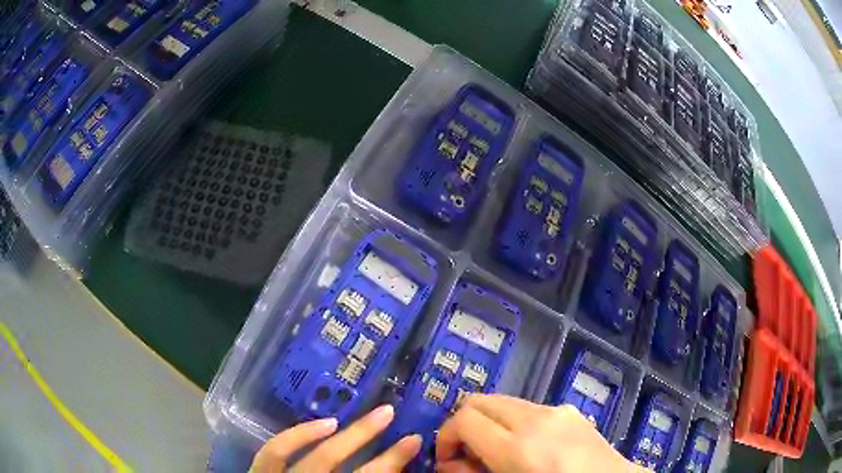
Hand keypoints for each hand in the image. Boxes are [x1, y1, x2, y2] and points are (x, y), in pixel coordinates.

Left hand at [251, 405, 421, 472]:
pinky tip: (320, 424)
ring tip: (361, 416)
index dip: (392, 462)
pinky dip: (295, 435)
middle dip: (367, 440)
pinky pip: (273, 452)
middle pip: (337, 465)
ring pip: (311, 456)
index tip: (413, 441)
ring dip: (338, 435)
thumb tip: (391, 472)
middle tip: (389, 413)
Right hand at [436, 394, 645, 472]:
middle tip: (466, 454)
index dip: (446, 436)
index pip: (464, 418)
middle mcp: (537, 418)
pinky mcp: (570, 410)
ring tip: (495, 453)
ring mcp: (556, 410)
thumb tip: (450, 463)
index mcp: (519, 446)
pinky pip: (528, 409)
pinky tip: (525, 447)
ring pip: (503, 403)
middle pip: (480, 401)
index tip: (447, 459)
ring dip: (488, 424)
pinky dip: (512, 423)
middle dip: (463, 425)